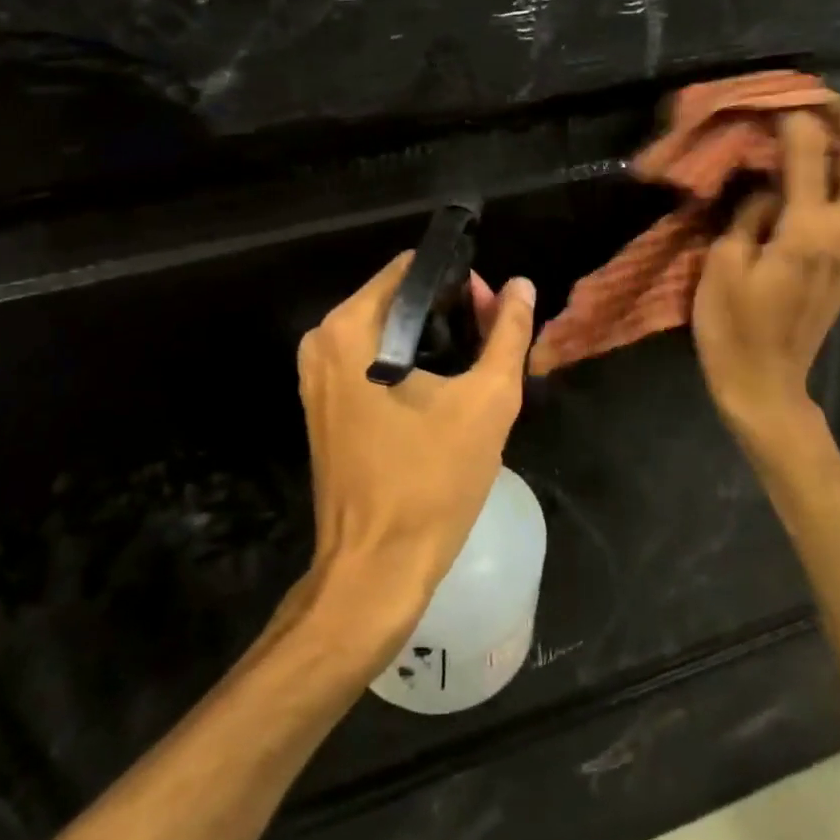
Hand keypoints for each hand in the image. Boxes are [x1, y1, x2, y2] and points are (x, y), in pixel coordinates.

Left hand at [297, 255, 536, 626]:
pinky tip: (445, 392)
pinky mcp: (324, 405)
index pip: (413, 269)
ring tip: (477, 369)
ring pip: (388, 331)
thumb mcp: (487, 400)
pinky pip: (372, 361)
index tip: (494, 313)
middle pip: (399, 298)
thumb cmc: (431, 481)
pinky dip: (409, 365)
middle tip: (493, 345)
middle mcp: (322, 341)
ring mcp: (317, 375)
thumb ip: (509, 334)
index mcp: (350, 328)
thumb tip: (521, 285)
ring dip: (434, 340)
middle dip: (451, 312)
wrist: (376, 569)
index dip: (461, 282)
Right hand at [693, 101, 839, 447]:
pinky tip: (826, 177)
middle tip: (823, 108)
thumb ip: (749, 215)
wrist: (766, 382)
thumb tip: (768, 190)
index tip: (775, 104)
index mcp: (808, 231)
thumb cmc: (733, 326)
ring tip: (830, 140)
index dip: (795, 121)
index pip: (812, 155)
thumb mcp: (723, 265)